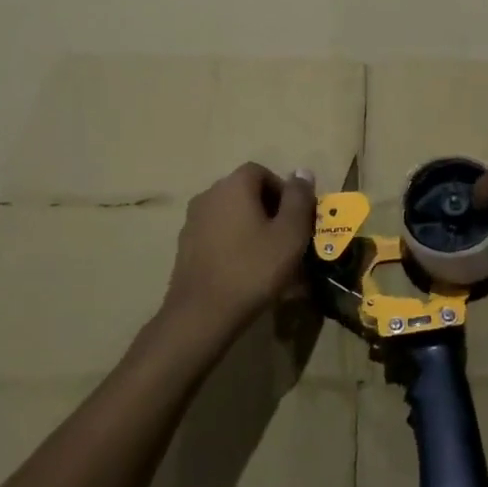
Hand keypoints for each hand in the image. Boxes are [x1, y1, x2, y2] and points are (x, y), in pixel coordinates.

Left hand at [164, 164, 316, 338]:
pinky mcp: (184, 247)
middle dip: (269, 210)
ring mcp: (192, 221)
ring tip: (267, 257)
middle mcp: (209, 195)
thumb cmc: (253, 269)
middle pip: (245, 192)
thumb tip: (302, 172)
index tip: (297, 219)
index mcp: (234, 185)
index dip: (284, 192)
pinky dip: (232, 244)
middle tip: (286, 238)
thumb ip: (299, 198)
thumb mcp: (290, 233)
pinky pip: (217, 235)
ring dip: (250, 227)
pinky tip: (244, 270)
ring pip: (230, 215)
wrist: (202, 314)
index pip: (262, 172)